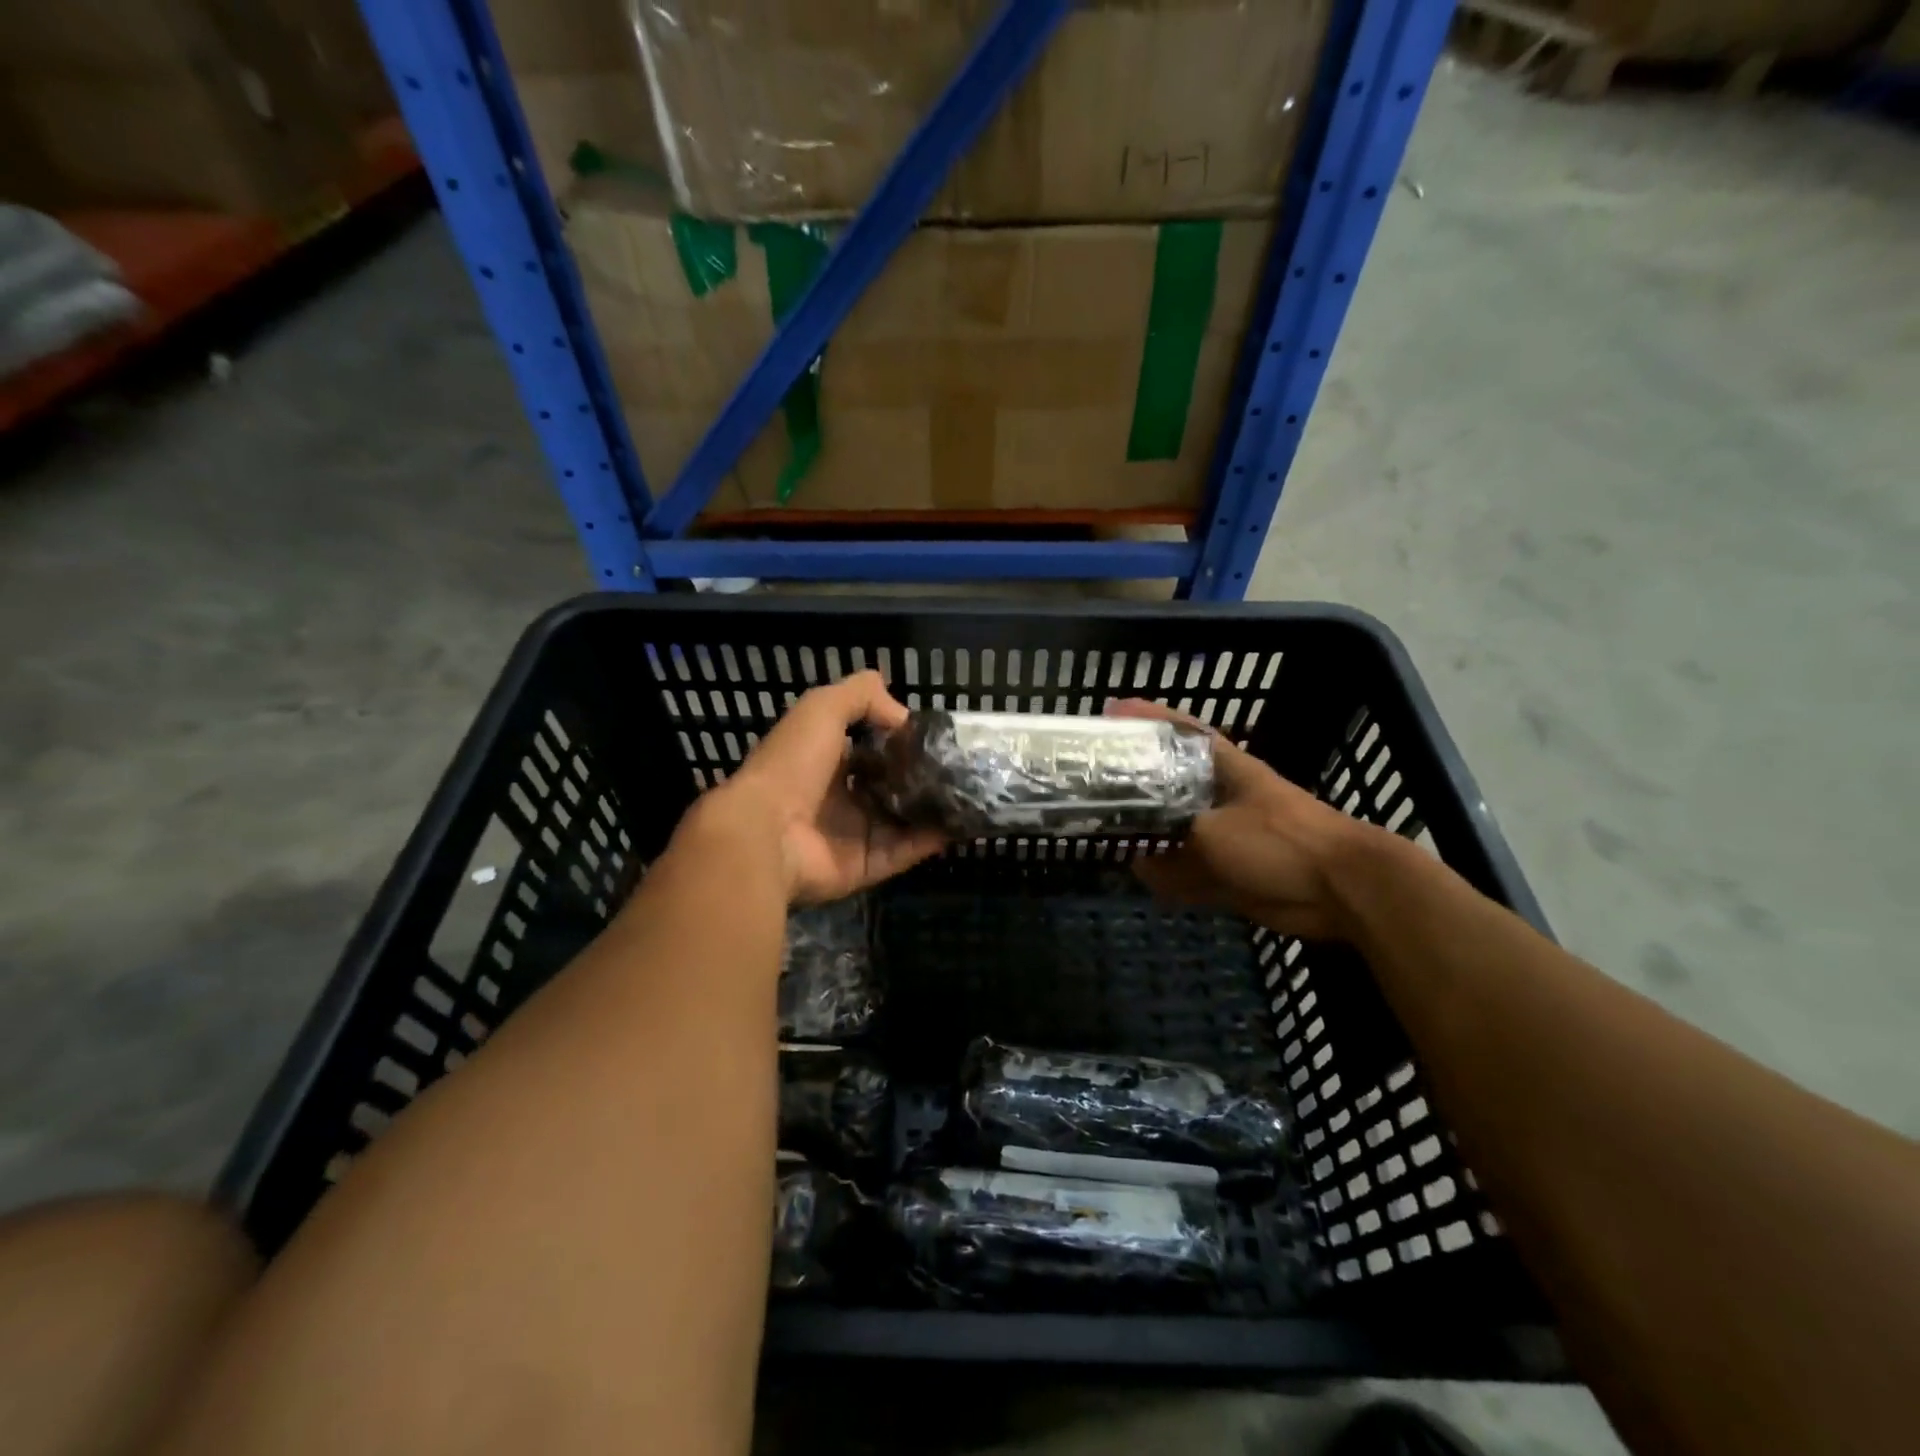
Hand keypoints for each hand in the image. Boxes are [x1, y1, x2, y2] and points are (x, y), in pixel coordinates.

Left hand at [698, 671, 944, 903]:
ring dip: (935, 808)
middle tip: (963, 766)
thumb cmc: (792, 764)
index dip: (900, 740)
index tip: (937, 735)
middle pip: (890, 786)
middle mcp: (840, 798)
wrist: (766, 833)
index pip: (870, 748)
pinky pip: (906, 851)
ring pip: (904, 820)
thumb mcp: (822, 708)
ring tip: (974, 792)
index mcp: (825, 760)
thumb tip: (903, 715)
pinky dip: (933, 839)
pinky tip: (963, 822)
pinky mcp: (866, 865)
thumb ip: (861, 696)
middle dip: (923, 777)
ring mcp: (853, 835)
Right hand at [1108, 699, 1377, 940]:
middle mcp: (1220, 796)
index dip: (1148, 717)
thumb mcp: (1213, 832)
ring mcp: (1227, 834)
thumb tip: (1138, 859)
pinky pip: (1189, 871)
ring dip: (1148, 834)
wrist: (1340, 888)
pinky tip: (1139, 875)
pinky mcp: (1232, 871)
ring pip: (1176, 830)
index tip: (1112, 710)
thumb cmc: (1279, 840)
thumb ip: (1172, 842)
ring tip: (1105, 831)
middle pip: (1170, 781)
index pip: (1180, 731)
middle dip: (1136, 781)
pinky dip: (1168, 876)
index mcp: (1224, 768)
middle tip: (1093, 781)